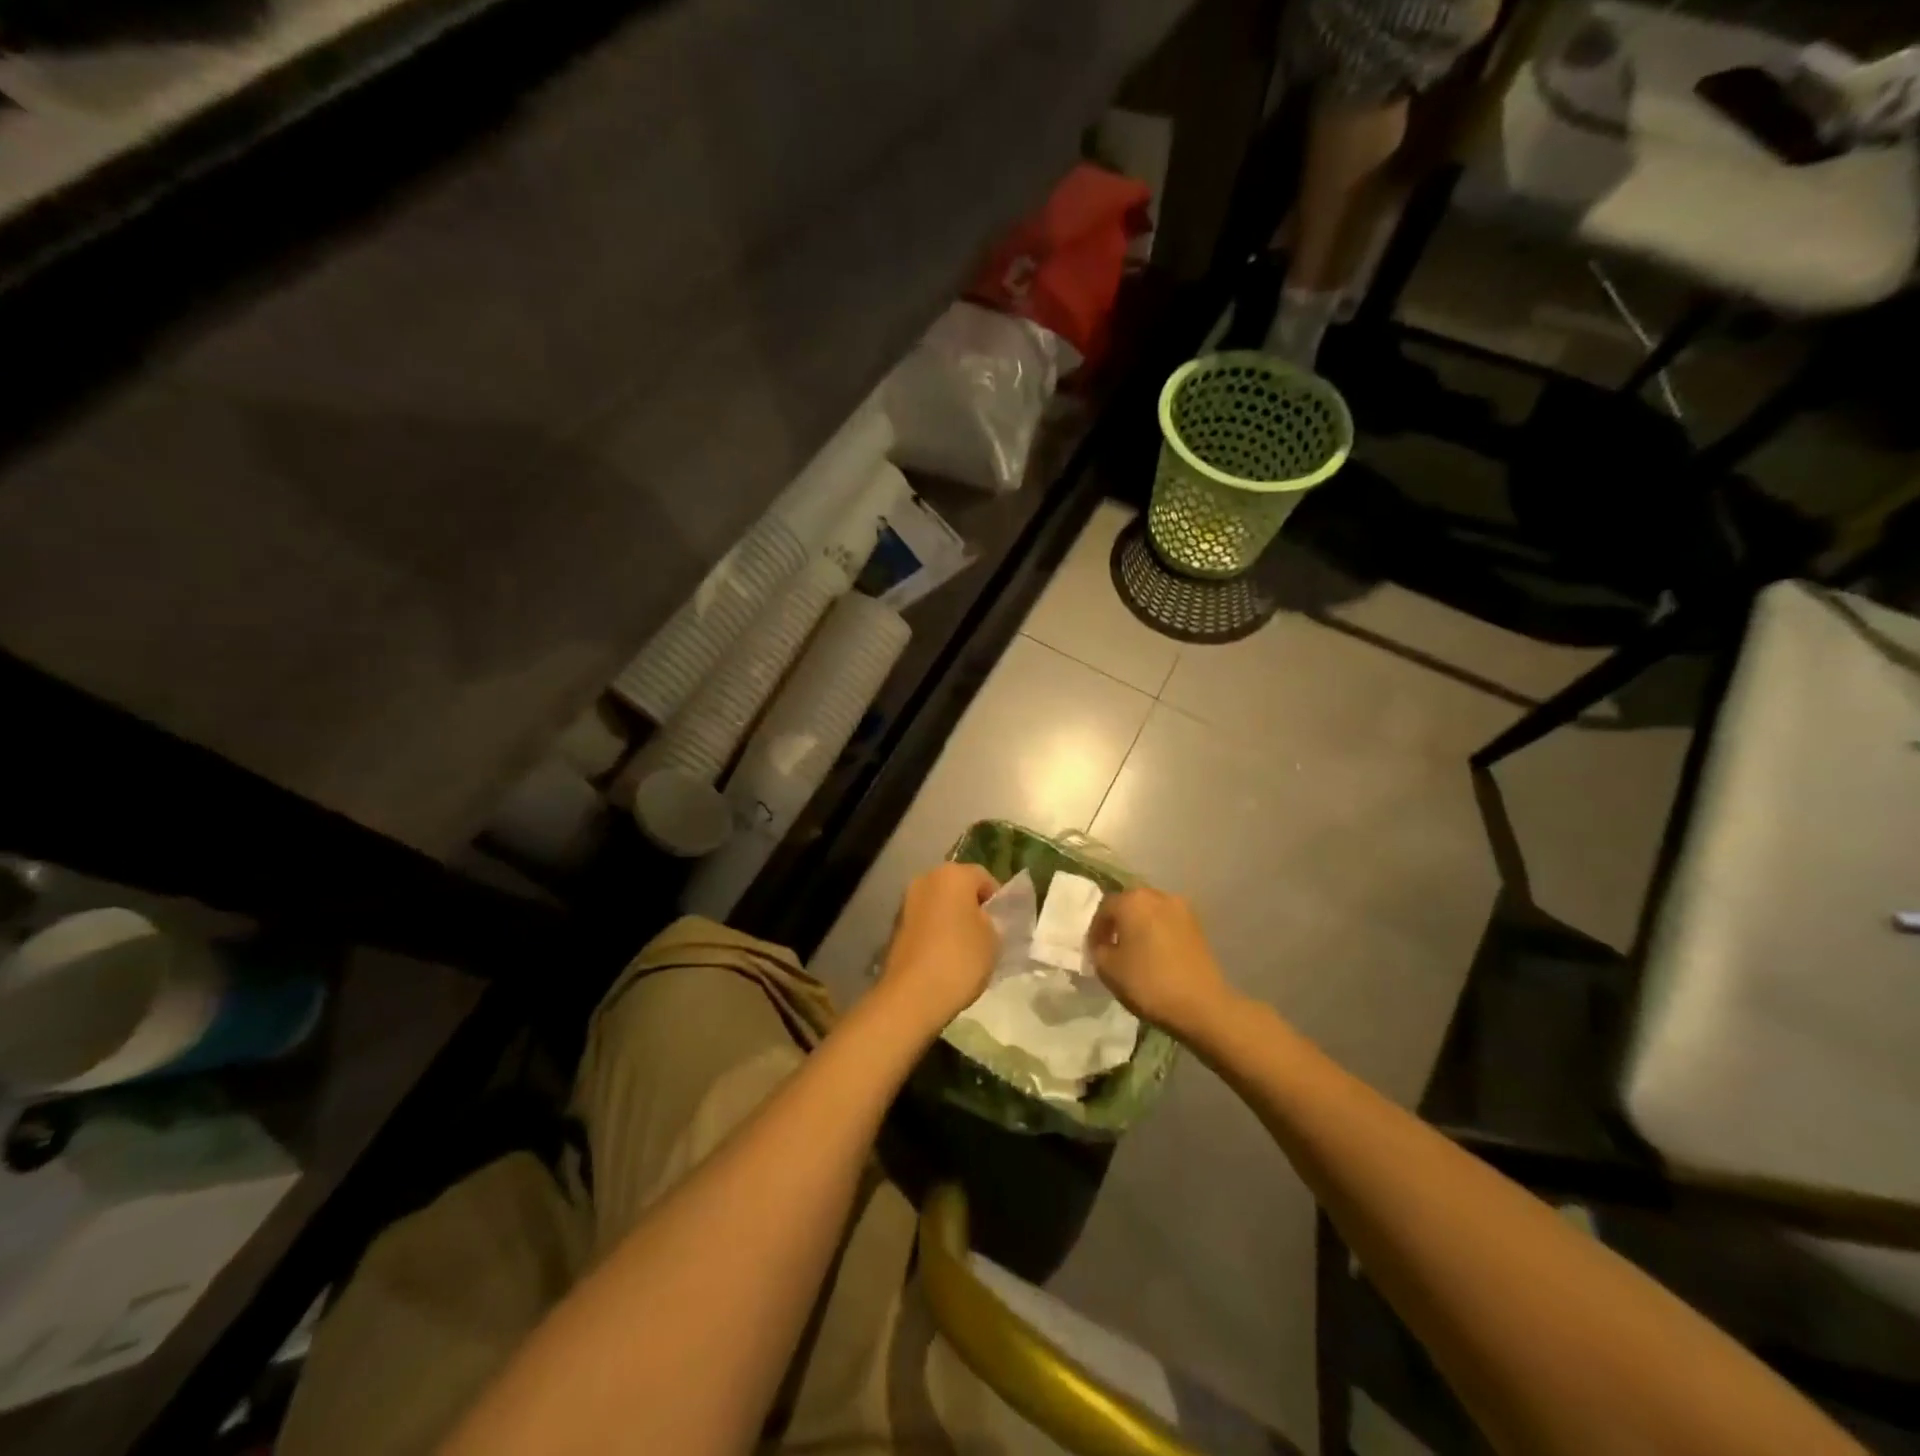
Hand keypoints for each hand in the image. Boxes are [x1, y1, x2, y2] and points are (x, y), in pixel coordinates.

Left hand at [877, 863, 1001, 1033]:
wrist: (911, 995)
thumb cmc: (959, 959)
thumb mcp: (993, 939)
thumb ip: (991, 921)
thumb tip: (981, 919)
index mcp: (952, 874)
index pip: (984, 877)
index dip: (997, 900)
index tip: (1004, 924)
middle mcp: (925, 879)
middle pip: (957, 887)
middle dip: (971, 906)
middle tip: (985, 934)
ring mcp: (905, 902)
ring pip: (938, 904)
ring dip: (950, 919)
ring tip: (964, 949)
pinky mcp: (894, 926)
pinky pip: (924, 922)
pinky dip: (934, 932)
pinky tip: (943, 956)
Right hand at [1089, 888, 1235, 1040]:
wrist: (1202, 1005)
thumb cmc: (1148, 983)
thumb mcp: (1108, 969)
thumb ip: (1098, 949)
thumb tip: (1104, 944)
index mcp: (1132, 900)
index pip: (1104, 908)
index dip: (1095, 930)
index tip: (1094, 950)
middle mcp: (1157, 896)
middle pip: (1129, 903)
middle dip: (1118, 922)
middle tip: (1111, 946)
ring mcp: (1182, 908)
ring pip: (1150, 911)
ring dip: (1139, 925)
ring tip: (1134, 950)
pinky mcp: (1198, 925)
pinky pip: (1168, 922)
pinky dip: (1158, 932)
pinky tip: (1155, 954)